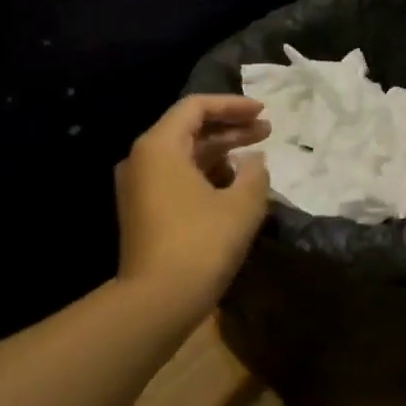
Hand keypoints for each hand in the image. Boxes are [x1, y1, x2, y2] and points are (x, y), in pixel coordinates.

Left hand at [116, 94, 271, 309]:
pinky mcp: (143, 211)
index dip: (233, 105)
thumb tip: (254, 161)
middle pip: (188, 130)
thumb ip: (255, 173)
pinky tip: (234, 184)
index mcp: (159, 146)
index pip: (196, 107)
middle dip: (230, 128)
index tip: (264, 111)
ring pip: (183, 156)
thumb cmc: (202, 243)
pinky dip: (206, 174)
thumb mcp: (242, 205)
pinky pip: (176, 178)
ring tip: (256, 157)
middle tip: (267, 131)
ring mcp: (139, 187)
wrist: (157, 300)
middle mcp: (142, 160)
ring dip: (220, 153)